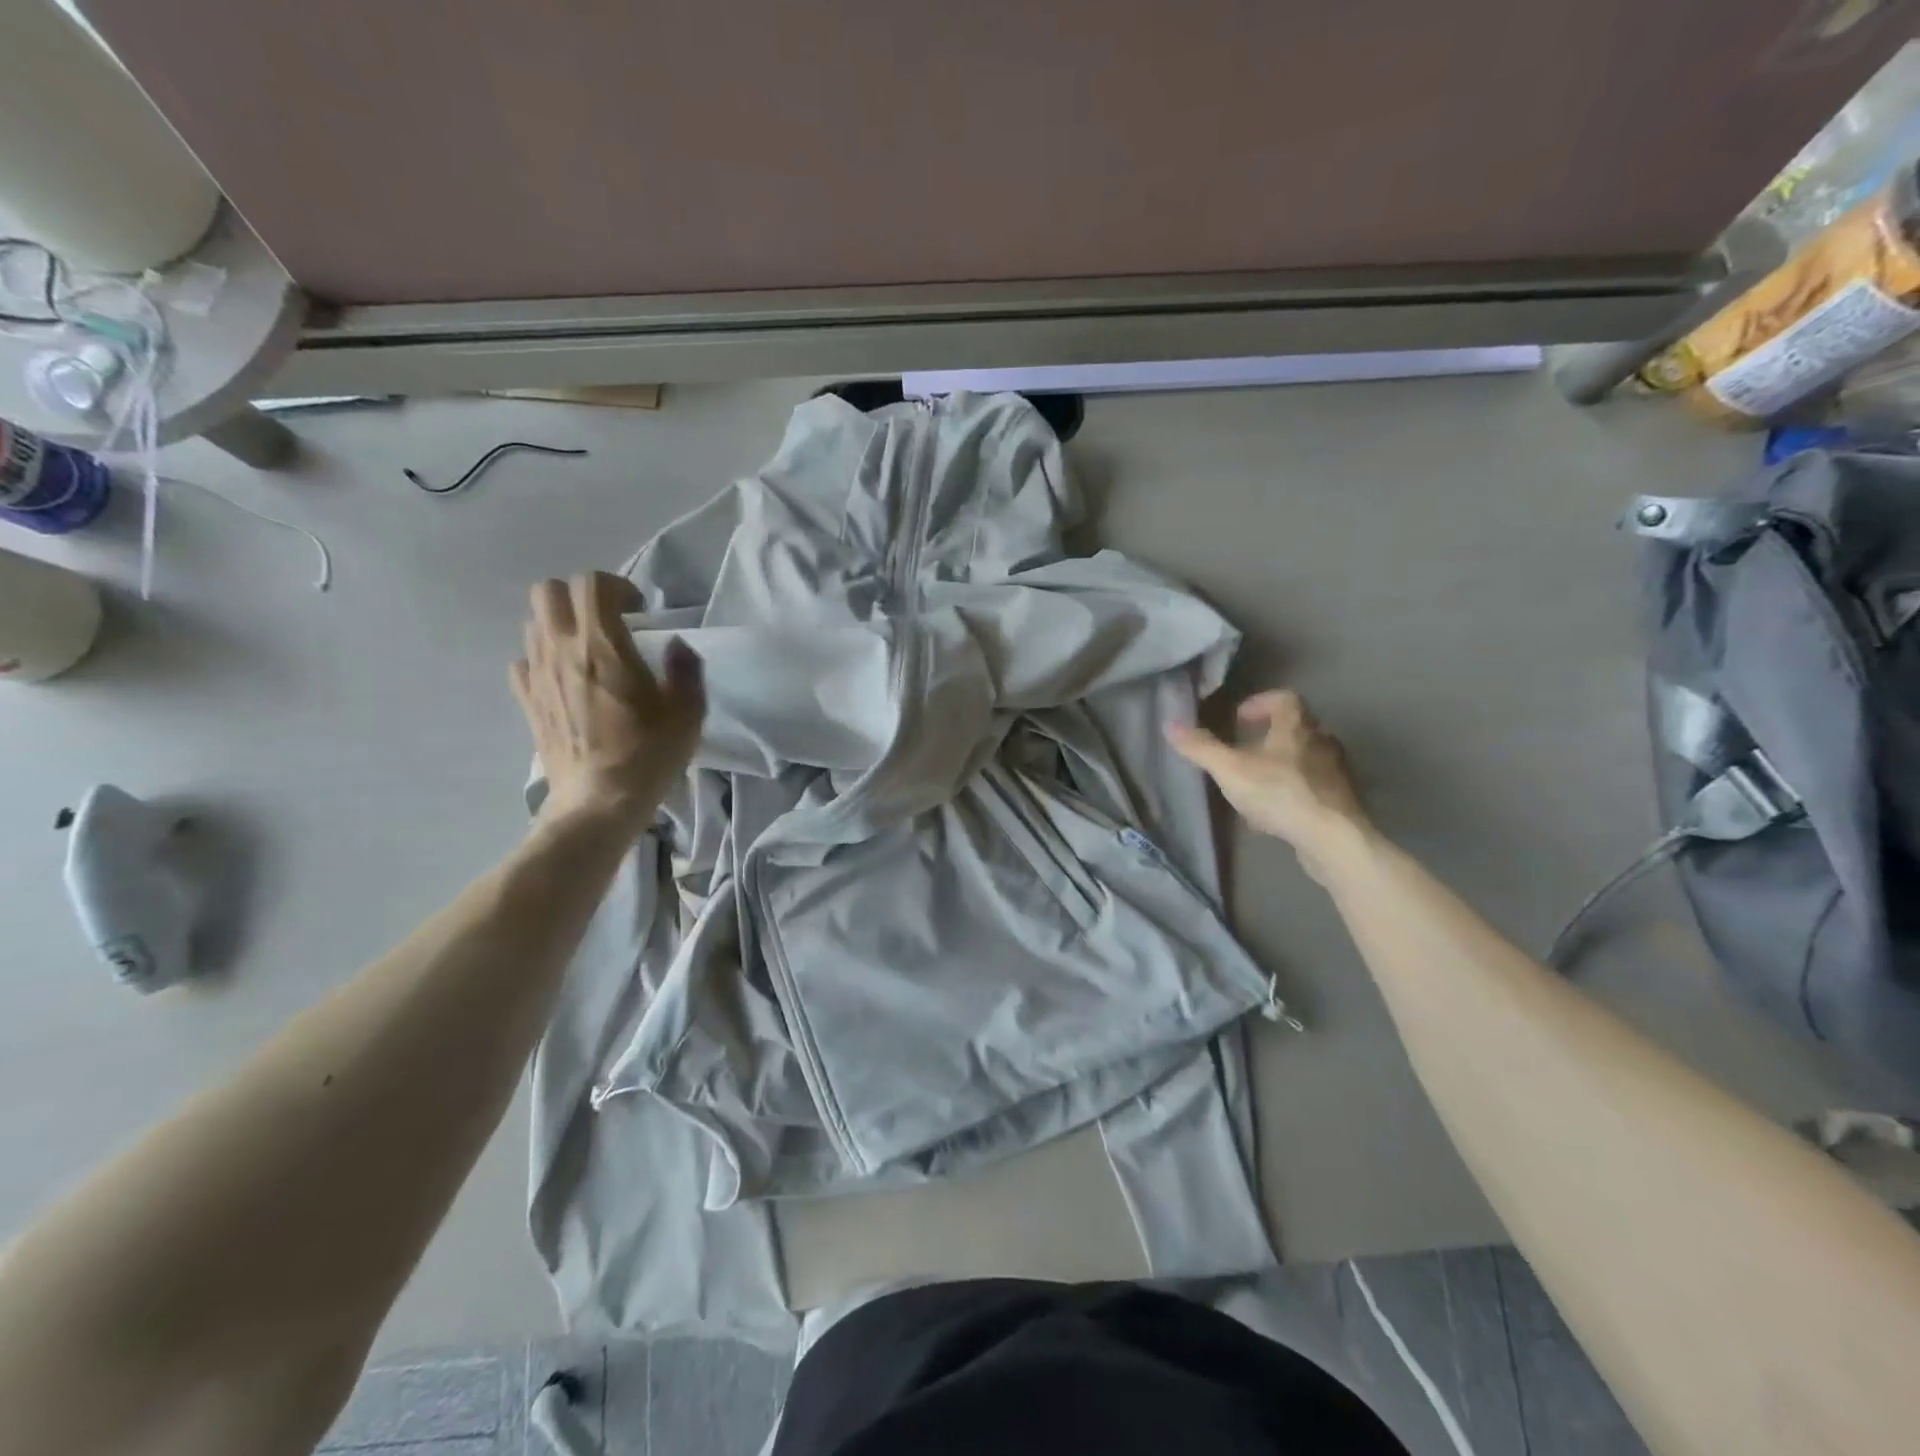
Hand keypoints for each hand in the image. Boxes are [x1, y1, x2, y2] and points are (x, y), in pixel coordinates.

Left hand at [511, 573, 703, 832]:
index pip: (592, 584)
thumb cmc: (648, 754)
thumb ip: (686, 670)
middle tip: (608, 621)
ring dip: (560, 625)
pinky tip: (566, 679)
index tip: (638, 610)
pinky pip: (523, 660)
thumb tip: (677, 645)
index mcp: (603, 645)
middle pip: (548, 591)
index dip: (617, 586)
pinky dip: (542, 658)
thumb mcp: (688, 713)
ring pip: (533, 623)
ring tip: (588, 651)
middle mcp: (561, 650)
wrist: (598, 802)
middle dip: (579, 597)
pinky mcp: (526, 701)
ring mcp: (537, 675)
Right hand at [1167, 691, 1368, 880]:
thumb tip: (1170, 724)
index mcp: (1297, 727)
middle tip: (1244, 750)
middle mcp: (1321, 742)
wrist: (1332, 837)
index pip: (1284, 699)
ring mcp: (1335, 772)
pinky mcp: (1340, 800)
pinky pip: (1312, 788)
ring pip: (1305, 759)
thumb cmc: (1279, 793)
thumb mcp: (1230, 770)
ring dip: (1281, 765)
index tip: (1239, 718)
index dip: (1260, 703)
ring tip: (1255, 784)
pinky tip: (1273, 814)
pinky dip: (1292, 792)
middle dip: (1269, 736)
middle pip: (1296, 728)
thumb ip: (1201, 748)